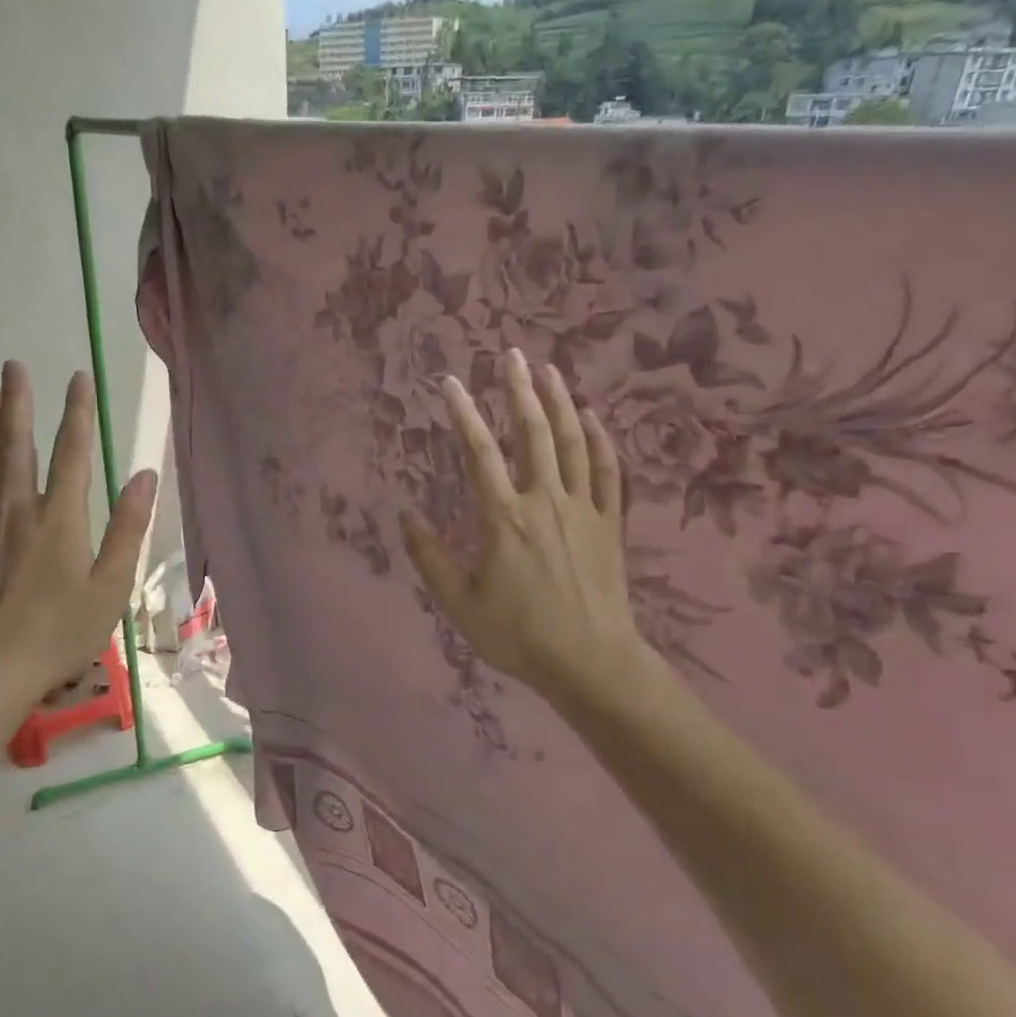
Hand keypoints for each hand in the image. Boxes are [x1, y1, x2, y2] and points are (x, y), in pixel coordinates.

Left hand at [0, 360, 156, 695]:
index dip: (77, 412)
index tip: (78, 377)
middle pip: (16, 444)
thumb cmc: (61, 631)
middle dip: (17, 402)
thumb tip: (145, 476)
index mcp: (60, 517)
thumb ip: (128, 528)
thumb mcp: (112, 585)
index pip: (72, 451)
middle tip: (12, 366)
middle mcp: (18, 508)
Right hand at [400, 348, 657, 706]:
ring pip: (574, 442)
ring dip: (561, 402)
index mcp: (504, 517)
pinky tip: (593, 418)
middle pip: (533, 432)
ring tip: (549, 370)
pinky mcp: (610, 523)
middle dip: (519, 389)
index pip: (479, 451)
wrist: (590, 662)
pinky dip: (602, 440)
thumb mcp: (459, 603)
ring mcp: (583, 508)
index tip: (451, 382)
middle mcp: (545, 500)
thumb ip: (429, 557)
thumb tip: (406, 516)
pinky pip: (609, 471)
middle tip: (512, 354)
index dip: (463, 413)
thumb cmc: (518, 634)